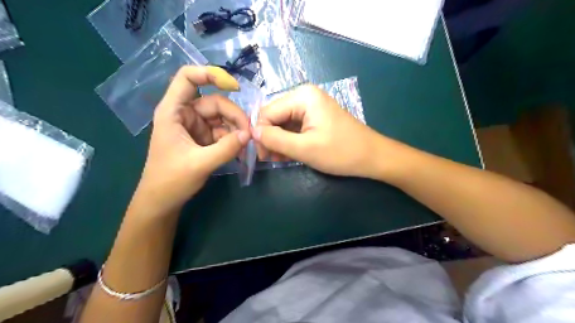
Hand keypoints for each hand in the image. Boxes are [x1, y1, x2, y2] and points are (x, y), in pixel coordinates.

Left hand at [134, 65, 251, 214]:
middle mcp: (185, 115)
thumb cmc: (170, 180)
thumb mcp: (200, 164)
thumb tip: (249, 134)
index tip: (234, 87)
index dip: (210, 74)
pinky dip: (234, 139)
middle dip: (234, 116)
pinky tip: (241, 151)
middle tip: (249, 134)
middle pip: (215, 102)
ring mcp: (196, 127)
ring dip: (237, 129)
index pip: (188, 78)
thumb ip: (226, 148)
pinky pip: (224, 132)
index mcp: (173, 112)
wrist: (162, 201)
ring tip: (247, 145)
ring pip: (222, 118)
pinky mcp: (204, 139)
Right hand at [254, 84, 388, 177]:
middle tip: (272, 160)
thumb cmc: (341, 152)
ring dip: (279, 141)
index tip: (264, 156)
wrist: (372, 157)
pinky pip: (294, 127)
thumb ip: (275, 139)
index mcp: (302, 96)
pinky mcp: (315, 117)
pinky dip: (290, 141)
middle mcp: (304, 96)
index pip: (267, 113)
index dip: (261, 134)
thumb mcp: (304, 148)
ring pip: (283, 123)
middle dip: (270, 138)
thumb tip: (252, 132)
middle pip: (274, 116)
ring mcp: (311, 106)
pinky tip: (290, 154)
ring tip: (281, 159)